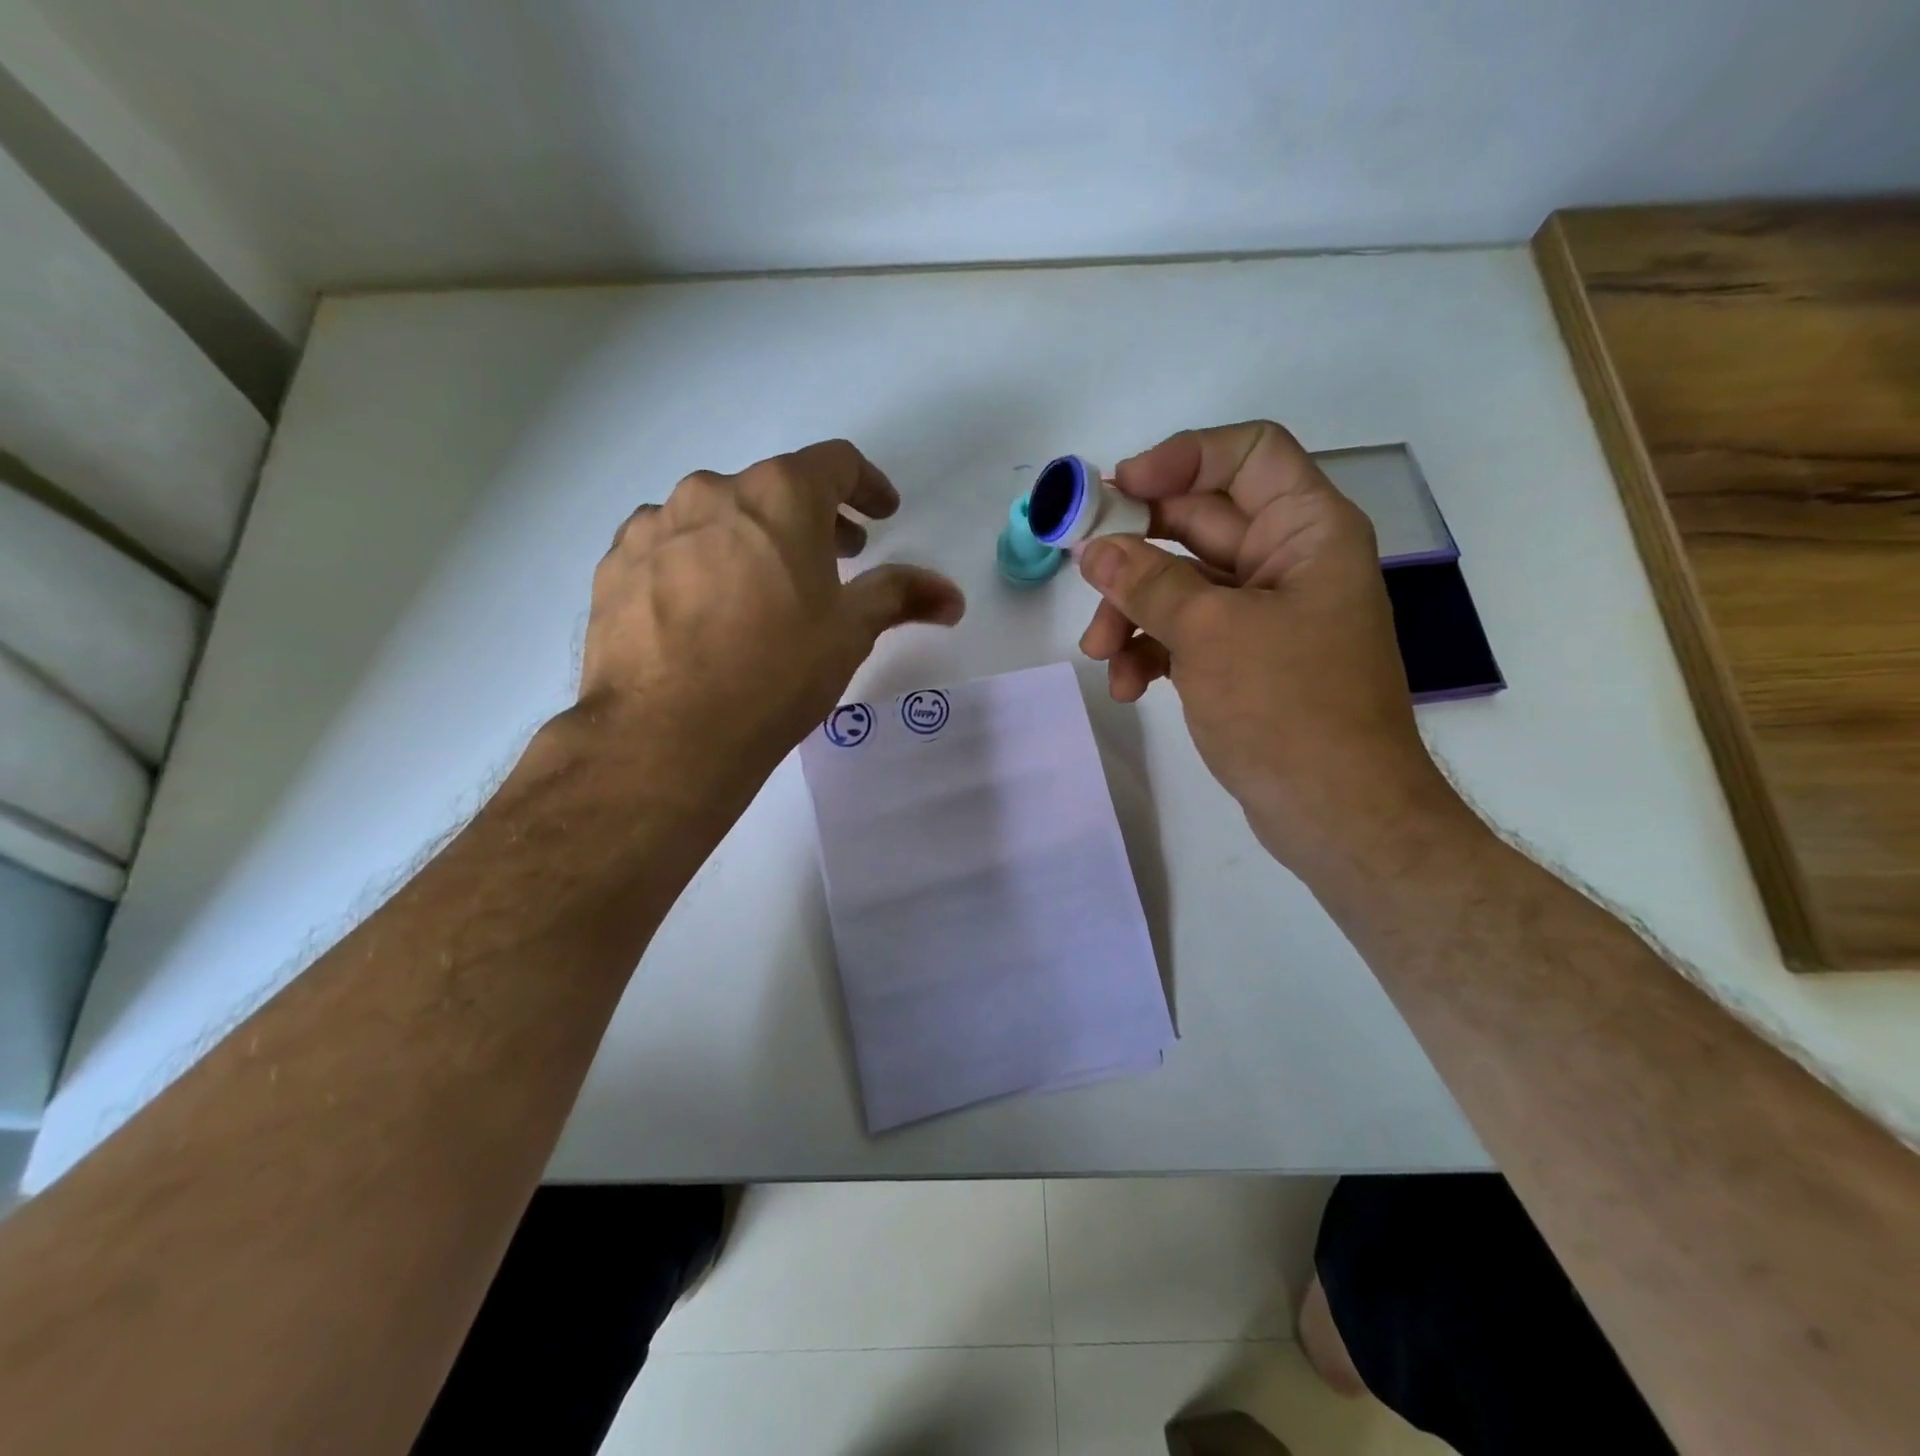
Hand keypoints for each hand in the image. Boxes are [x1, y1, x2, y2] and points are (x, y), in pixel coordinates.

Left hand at [567, 439, 963, 811]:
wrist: (666, 733)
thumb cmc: (776, 673)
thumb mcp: (849, 633)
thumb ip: (900, 597)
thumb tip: (952, 595)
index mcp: (780, 496)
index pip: (836, 463)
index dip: (867, 486)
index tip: (880, 515)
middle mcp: (712, 492)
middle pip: (774, 489)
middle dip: (811, 520)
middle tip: (832, 560)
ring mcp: (654, 524)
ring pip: (716, 517)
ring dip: (749, 540)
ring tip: (760, 593)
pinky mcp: (615, 563)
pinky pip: (669, 547)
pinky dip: (696, 563)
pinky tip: (702, 611)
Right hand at [1076, 422, 1462, 871]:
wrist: (1336, 813)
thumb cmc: (1288, 707)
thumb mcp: (1211, 633)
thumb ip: (1148, 582)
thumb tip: (1094, 550)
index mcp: (1307, 530)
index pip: (1248, 454)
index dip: (1183, 458)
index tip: (1120, 491)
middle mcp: (1288, 561)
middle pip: (1198, 522)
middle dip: (1134, 552)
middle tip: (1080, 569)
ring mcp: (1264, 614)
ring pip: (1180, 584)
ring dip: (1132, 612)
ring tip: (1100, 654)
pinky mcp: (1243, 659)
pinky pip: (1185, 632)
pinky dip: (1151, 650)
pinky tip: (1128, 687)